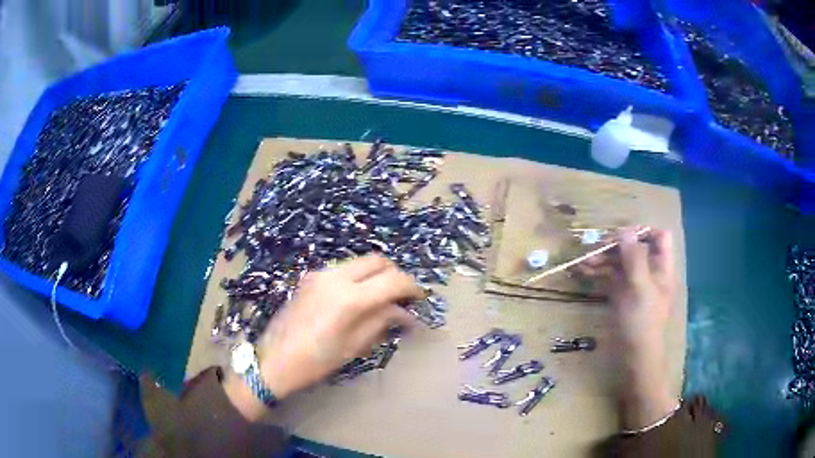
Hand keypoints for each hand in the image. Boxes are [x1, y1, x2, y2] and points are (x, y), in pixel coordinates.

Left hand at [225, 254, 424, 420]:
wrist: (275, 360)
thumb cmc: (316, 361)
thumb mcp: (354, 346)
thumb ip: (381, 322)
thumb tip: (405, 313)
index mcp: (349, 298)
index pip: (392, 281)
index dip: (412, 287)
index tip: (421, 297)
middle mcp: (335, 277)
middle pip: (377, 261)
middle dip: (395, 275)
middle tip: (403, 296)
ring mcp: (320, 273)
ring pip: (360, 262)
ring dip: (376, 274)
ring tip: (382, 297)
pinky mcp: (310, 277)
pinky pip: (343, 269)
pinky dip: (358, 277)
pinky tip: (359, 297)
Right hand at [576, 228, 678, 429]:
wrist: (634, 358)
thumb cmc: (642, 323)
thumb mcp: (640, 289)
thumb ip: (634, 259)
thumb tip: (624, 232)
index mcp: (661, 268)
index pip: (659, 237)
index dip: (643, 232)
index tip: (621, 236)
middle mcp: (649, 272)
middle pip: (635, 247)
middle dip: (615, 245)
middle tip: (594, 247)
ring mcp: (634, 283)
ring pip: (620, 261)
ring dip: (602, 258)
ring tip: (581, 261)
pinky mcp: (621, 295)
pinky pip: (610, 276)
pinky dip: (597, 272)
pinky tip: (581, 272)